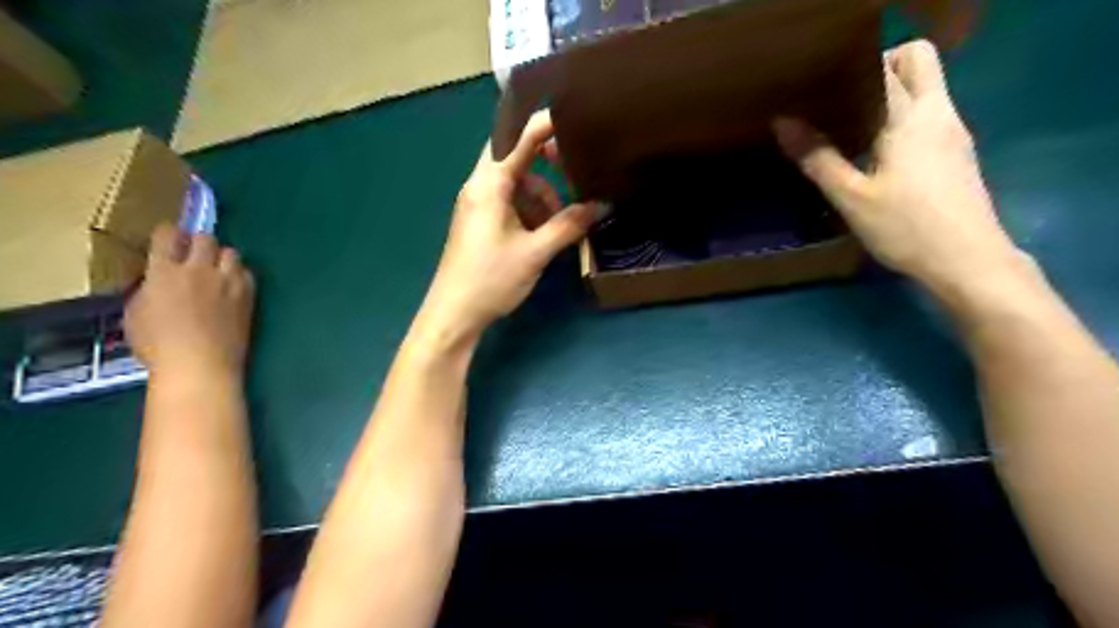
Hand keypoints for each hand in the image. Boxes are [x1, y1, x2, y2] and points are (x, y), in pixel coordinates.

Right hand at [126, 226, 255, 381]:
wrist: (201, 364)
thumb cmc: (159, 346)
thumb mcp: (136, 313)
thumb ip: (149, 287)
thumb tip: (158, 278)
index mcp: (164, 272)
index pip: (167, 235)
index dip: (168, 234)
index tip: (169, 240)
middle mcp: (199, 270)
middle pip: (205, 238)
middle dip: (198, 243)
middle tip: (194, 256)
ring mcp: (228, 282)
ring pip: (231, 252)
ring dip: (222, 257)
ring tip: (215, 271)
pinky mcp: (249, 295)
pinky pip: (247, 272)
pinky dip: (239, 274)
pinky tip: (232, 286)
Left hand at [410, 108, 604, 342]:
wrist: (453, 314)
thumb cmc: (491, 279)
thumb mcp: (535, 252)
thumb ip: (569, 225)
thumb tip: (603, 205)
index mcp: (489, 184)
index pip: (517, 137)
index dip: (546, 123)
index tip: (576, 116)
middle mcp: (480, 186)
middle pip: (515, 155)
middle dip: (546, 162)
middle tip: (575, 170)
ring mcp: (478, 204)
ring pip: (515, 182)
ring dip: (541, 194)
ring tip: (562, 220)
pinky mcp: (480, 222)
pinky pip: (509, 202)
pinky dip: (530, 210)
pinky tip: (544, 233)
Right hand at [775, 38, 1025, 299]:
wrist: (968, 260)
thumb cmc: (906, 227)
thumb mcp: (851, 197)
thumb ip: (818, 158)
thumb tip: (783, 123)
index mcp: (911, 117)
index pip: (883, 67)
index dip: (849, 70)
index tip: (819, 89)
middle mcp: (938, 112)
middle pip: (918, 58)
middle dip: (880, 65)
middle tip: (842, 99)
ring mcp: (953, 131)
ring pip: (926, 85)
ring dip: (891, 91)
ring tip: (850, 124)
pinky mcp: (957, 151)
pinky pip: (929, 111)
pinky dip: (902, 114)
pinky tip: (876, 150)